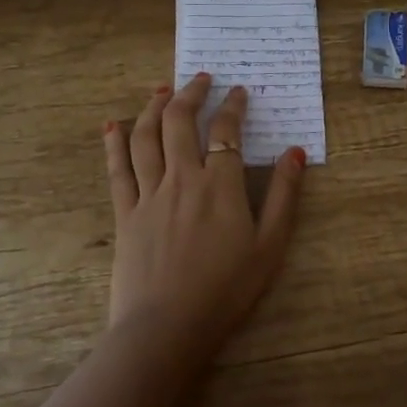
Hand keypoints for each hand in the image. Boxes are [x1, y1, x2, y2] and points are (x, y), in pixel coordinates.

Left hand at [102, 74, 306, 354]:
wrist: (167, 328)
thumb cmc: (226, 290)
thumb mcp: (270, 246)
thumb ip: (285, 196)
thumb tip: (296, 152)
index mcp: (220, 185)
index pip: (225, 131)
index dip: (232, 106)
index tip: (238, 92)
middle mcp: (182, 178)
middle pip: (180, 122)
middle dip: (190, 93)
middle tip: (199, 78)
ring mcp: (149, 194)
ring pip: (145, 137)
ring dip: (153, 107)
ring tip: (161, 90)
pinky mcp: (125, 213)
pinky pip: (117, 170)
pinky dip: (113, 143)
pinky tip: (111, 125)